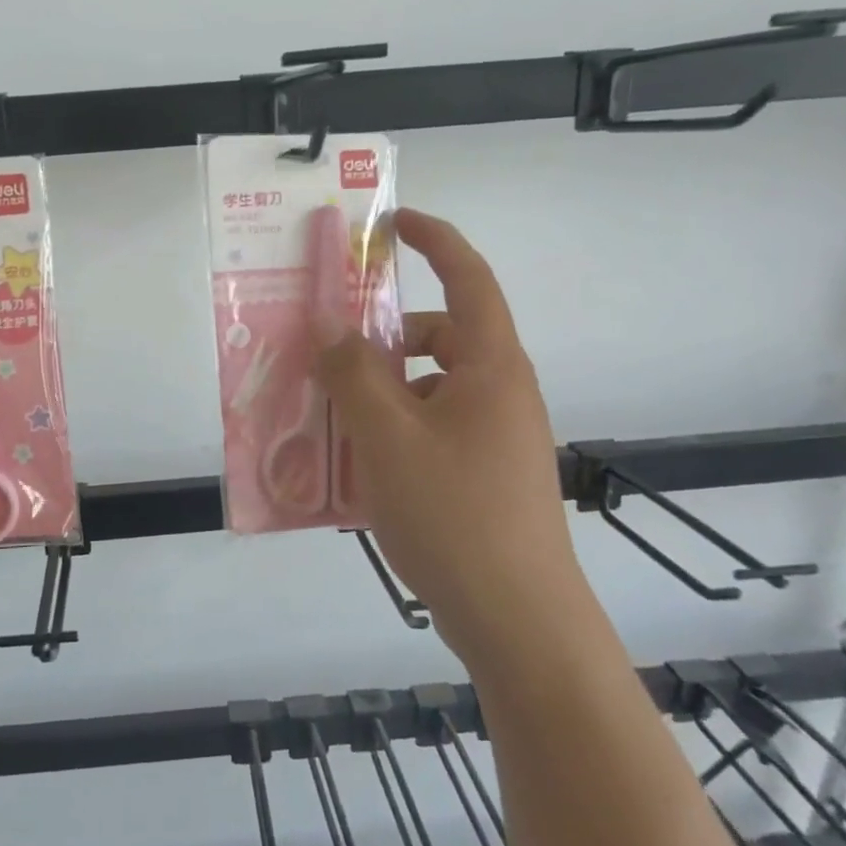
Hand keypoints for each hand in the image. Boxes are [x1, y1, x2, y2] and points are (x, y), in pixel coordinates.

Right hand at [315, 210, 576, 640]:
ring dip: (379, 393)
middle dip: (383, 339)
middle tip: (328, 356)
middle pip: (439, 338)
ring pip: (428, 390)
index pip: (468, 278)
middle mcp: (499, 392)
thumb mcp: (387, 436)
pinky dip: (391, 433)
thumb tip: (331, 331)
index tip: (392, 224)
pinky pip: (429, 432)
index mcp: (490, 366)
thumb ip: (353, 373)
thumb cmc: (454, 514)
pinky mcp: (483, 477)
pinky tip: (354, 470)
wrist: (517, 621)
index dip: (434, 240)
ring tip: (328, 422)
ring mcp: (495, 438)